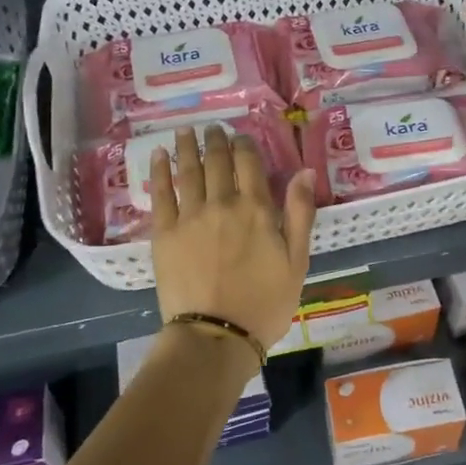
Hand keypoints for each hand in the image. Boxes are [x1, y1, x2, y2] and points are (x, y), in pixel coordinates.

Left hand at [150, 125, 316, 349]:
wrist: (216, 336)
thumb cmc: (265, 303)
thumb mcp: (297, 261)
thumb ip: (301, 213)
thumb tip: (306, 171)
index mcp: (257, 209)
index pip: (250, 163)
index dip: (245, 145)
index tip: (241, 136)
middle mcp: (223, 203)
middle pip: (218, 161)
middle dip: (216, 141)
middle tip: (212, 128)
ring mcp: (190, 216)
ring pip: (189, 170)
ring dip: (188, 147)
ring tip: (186, 130)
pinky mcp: (164, 233)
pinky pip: (161, 193)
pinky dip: (160, 170)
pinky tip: (160, 154)